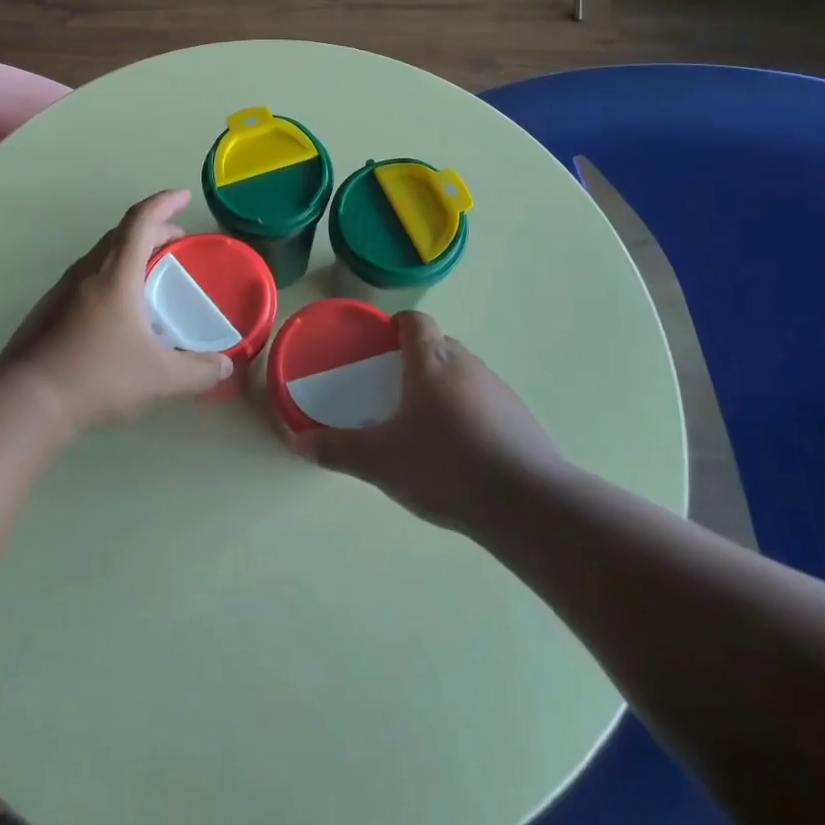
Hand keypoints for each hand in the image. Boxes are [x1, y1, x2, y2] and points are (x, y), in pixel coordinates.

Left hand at [0, 190, 234, 435]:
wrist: (26, 402)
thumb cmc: (98, 377)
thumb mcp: (159, 378)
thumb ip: (198, 371)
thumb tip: (225, 367)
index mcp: (116, 274)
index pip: (141, 221)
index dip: (164, 203)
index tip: (183, 196)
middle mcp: (87, 272)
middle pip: (122, 235)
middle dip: (153, 230)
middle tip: (177, 242)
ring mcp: (62, 291)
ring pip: (101, 256)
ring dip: (129, 253)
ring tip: (150, 274)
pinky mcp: (48, 311)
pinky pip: (86, 278)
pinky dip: (111, 276)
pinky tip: (117, 310)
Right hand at [281, 311, 563, 530]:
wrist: (527, 503)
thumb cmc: (445, 466)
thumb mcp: (379, 462)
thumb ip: (337, 449)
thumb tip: (297, 442)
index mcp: (431, 360)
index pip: (414, 321)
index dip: (396, 326)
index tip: (380, 347)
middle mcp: (467, 363)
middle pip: (438, 346)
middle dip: (415, 361)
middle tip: (393, 392)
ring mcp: (499, 389)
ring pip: (463, 374)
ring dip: (444, 389)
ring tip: (426, 428)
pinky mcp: (521, 417)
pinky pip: (486, 402)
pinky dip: (469, 415)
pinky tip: (461, 454)